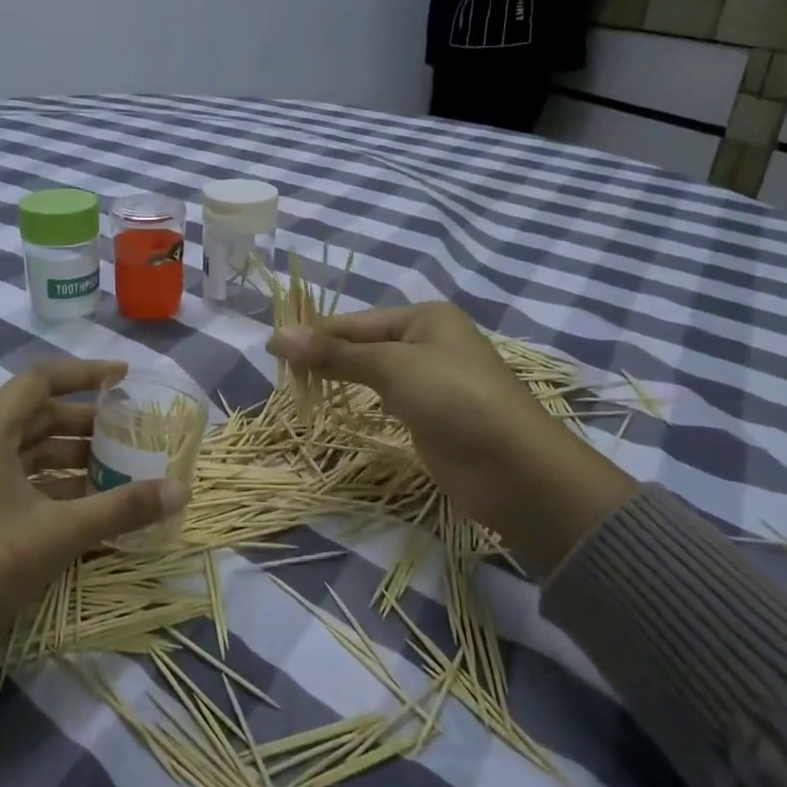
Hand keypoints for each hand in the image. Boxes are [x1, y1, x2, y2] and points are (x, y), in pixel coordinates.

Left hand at [0, 359, 186, 734]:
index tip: (127, 379)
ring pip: (23, 448)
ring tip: (116, 471)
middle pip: (35, 414)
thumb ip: (121, 508)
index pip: (41, 380)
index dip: (87, 374)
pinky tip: (80, 503)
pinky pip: (8, 475)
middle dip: (86, 424)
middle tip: (131, 435)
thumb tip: (182, 490)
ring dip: (68, 456)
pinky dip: (45, 481)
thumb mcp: (57, 536)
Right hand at [268, 304, 635, 577]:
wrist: (514, 469)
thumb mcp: (392, 367)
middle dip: (325, 356)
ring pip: (372, 373)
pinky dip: (359, 402)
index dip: (315, 334)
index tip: (272, 348)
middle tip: (281, 373)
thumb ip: (335, 354)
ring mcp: (430, 382)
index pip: (356, 321)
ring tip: (298, 388)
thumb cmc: (455, 398)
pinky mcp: (429, 416)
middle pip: (363, 345)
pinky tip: (337, 407)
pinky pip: (384, 400)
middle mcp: (428, 343)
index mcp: (425, 318)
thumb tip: (277, 337)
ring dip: (339, 379)